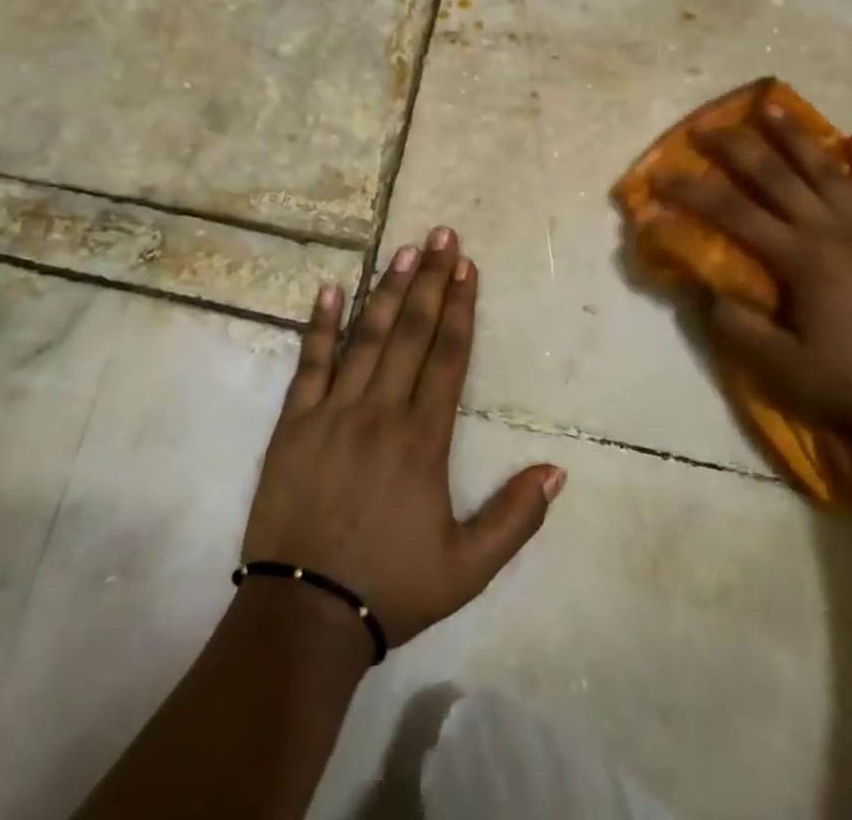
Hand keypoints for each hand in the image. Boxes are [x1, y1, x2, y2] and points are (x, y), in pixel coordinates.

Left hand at [241, 230, 565, 648]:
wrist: (304, 616)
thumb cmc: (390, 586)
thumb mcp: (467, 568)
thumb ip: (515, 518)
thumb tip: (557, 469)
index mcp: (422, 439)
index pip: (447, 356)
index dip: (460, 308)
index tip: (467, 266)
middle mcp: (380, 411)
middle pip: (410, 332)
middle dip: (429, 280)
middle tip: (440, 235)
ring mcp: (332, 412)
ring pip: (365, 337)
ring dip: (385, 290)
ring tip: (402, 249)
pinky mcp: (294, 423)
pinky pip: (309, 364)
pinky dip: (319, 325)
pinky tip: (328, 289)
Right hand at [655, 104, 851, 449]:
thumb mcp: (782, 368)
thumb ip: (739, 328)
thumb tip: (709, 292)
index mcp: (799, 258)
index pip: (733, 212)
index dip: (692, 191)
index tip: (661, 175)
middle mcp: (831, 230)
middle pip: (776, 176)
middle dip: (737, 147)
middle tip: (707, 126)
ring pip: (827, 171)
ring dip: (796, 137)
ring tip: (773, 106)